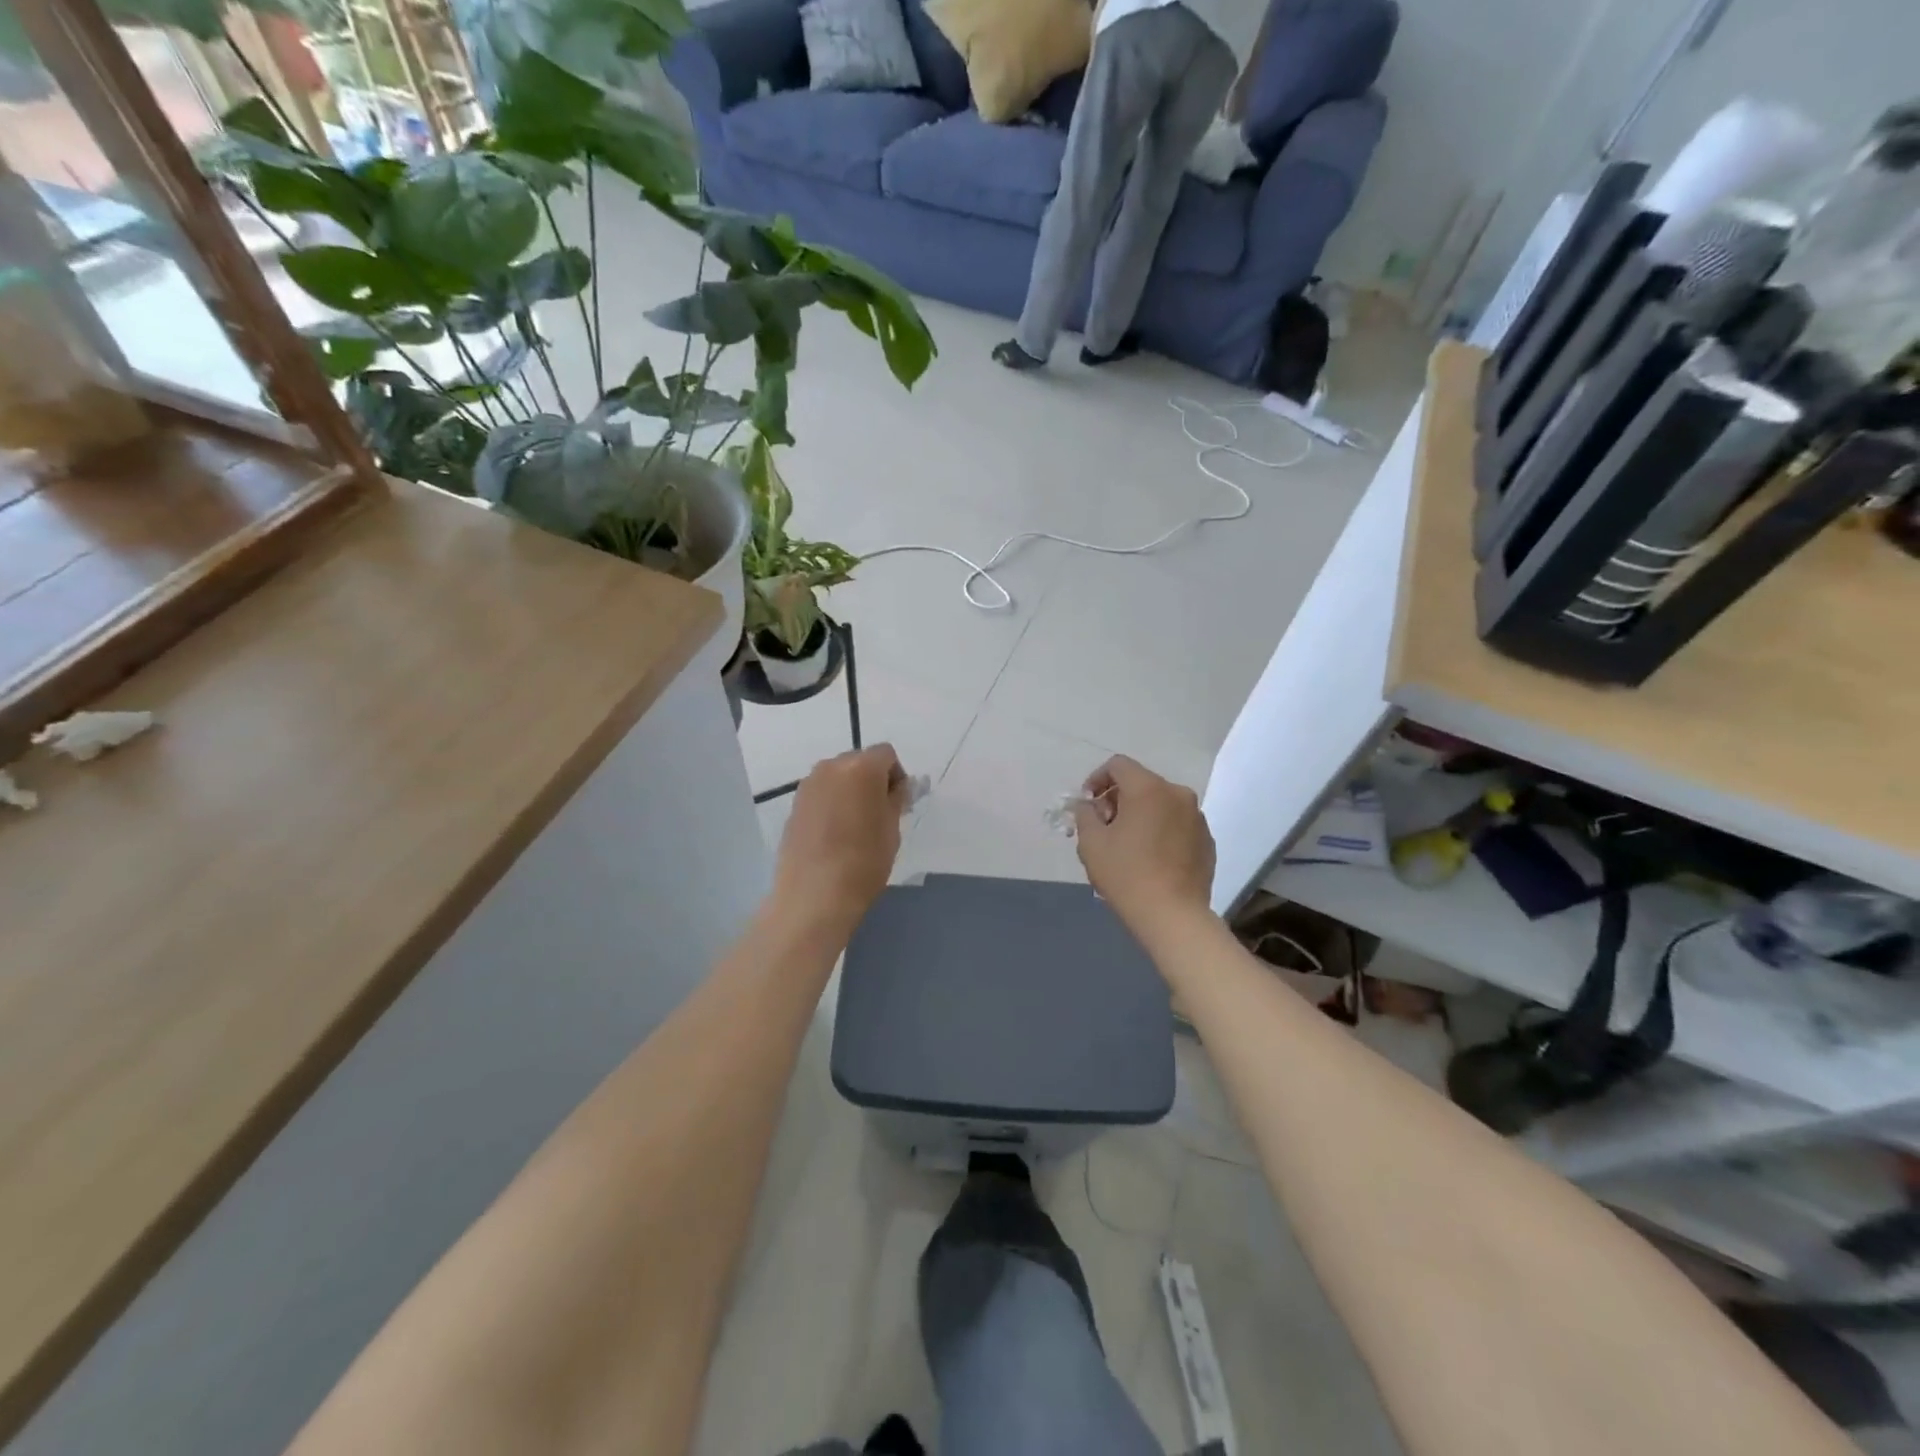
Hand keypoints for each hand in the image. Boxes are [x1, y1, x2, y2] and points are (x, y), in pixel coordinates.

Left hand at [773, 745, 908, 931]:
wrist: (814, 895)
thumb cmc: (864, 861)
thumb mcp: (892, 829)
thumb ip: (896, 799)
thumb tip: (896, 788)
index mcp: (861, 767)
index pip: (886, 754)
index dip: (896, 775)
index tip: (898, 803)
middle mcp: (831, 767)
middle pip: (859, 762)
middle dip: (872, 780)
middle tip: (879, 814)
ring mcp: (808, 786)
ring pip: (837, 778)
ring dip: (850, 792)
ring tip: (856, 826)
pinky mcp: (794, 806)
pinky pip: (821, 794)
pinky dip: (831, 804)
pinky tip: (835, 835)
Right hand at [1073, 756, 1215, 938]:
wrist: (1173, 916)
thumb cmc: (1126, 874)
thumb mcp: (1091, 842)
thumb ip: (1085, 815)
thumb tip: (1089, 806)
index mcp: (1148, 788)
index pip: (1118, 765)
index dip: (1097, 779)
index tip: (1088, 804)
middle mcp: (1177, 794)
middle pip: (1141, 783)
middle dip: (1118, 799)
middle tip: (1104, 827)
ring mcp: (1197, 817)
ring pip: (1161, 804)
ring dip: (1141, 815)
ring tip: (1128, 845)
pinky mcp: (1207, 840)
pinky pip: (1177, 824)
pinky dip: (1161, 831)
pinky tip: (1151, 858)